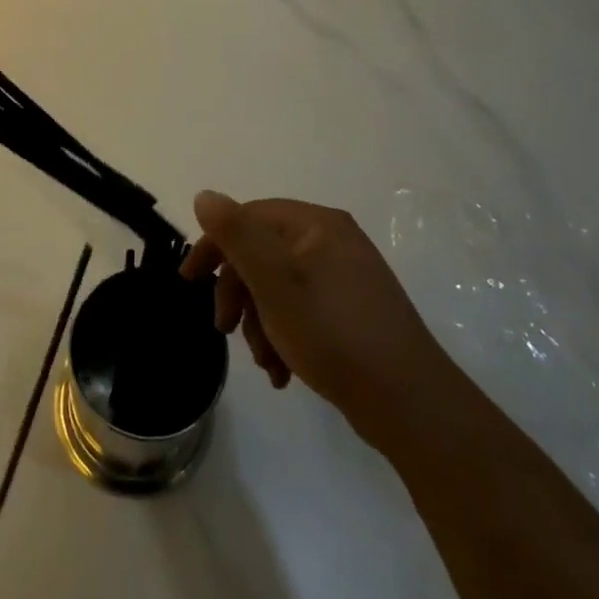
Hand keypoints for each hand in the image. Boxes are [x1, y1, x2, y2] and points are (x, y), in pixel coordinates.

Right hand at [183, 192, 442, 455]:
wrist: (409, 403)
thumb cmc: (334, 333)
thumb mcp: (274, 282)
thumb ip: (237, 235)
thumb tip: (205, 195)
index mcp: (316, 224)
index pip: (249, 218)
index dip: (214, 246)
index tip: (189, 282)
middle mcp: (332, 241)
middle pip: (262, 254)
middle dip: (239, 294)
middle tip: (224, 330)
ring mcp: (345, 277)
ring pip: (278, 287)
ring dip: (260, 323)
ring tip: (266, 363)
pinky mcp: (352, 311)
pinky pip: (302, 310)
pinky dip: (284, 336)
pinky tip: (284, 372)